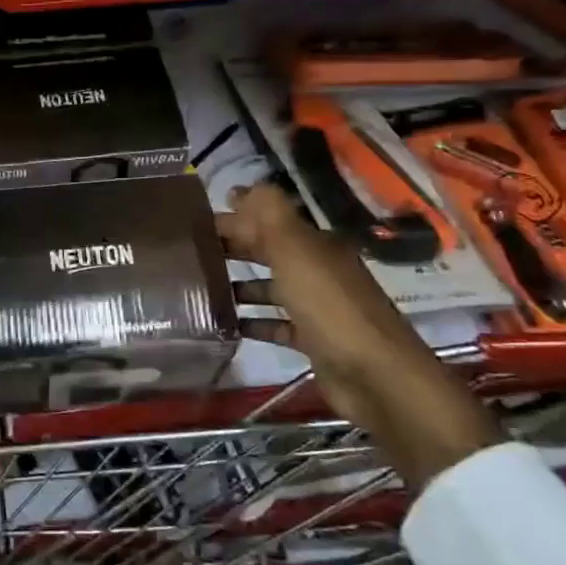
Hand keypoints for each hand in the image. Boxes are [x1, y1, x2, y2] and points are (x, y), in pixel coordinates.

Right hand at [220, 184, 499, 487]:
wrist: (376, 376)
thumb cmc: (330, 307)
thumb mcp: (297, 251)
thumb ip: (268, 216)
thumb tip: (240, 188)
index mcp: (315, 244)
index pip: (268, 221)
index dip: (234, 218)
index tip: (194, 224)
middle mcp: (318, 270)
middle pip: (269, 252)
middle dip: (233, 248)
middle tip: (189, 254)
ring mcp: (317, 306)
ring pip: (272, 288)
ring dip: (240, 285)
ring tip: (200, 289)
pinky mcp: (313, 340)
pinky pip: (276, 324)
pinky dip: (254, 321)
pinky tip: (227, 324)